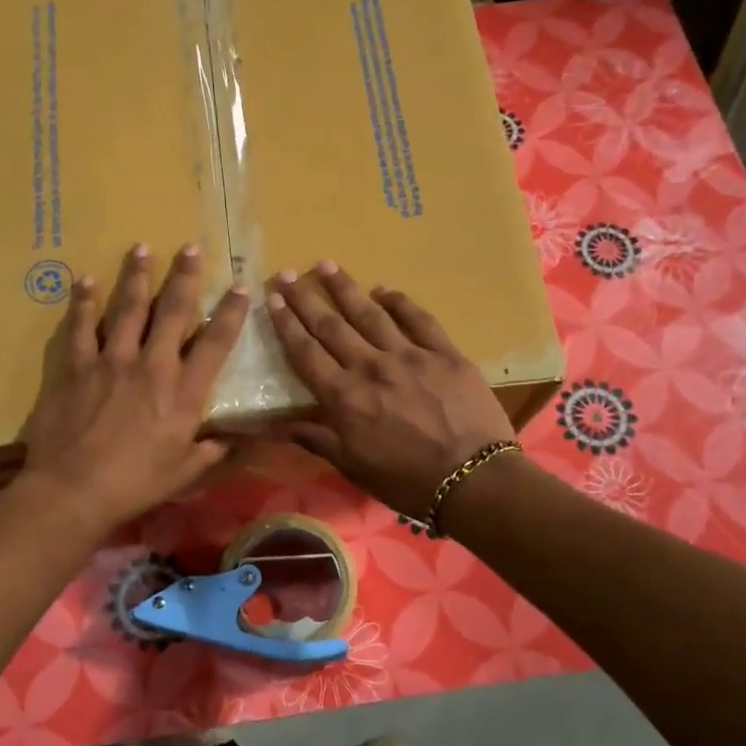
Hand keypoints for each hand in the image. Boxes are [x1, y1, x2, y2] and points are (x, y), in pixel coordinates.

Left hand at [18, 242, 248, 531]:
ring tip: (140, 247)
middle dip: (184, 276)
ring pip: (127, 308)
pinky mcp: (75, 366)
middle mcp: (151, 365)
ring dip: (136, 276)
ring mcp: (110, 360)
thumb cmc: (134, 484)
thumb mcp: (183, 474)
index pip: (215, 342)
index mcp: (183, 392)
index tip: (240, 286)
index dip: (230, 312)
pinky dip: (83, 302)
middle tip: (190, 247)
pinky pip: (80, 326)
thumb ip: (209, 452)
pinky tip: (86, 280)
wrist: (73, 489)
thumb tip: (229, 443)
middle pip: (172, 311)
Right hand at [266, 262, 513, 519]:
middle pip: (331, 325)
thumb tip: (276, 425)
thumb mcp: (352, 466)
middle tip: (287, 273)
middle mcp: (370, 366)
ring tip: (327, 265)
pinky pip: (418, 319)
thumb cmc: (406, 480)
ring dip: (345, 288)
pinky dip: (399, 302)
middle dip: (305, 297)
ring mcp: (409, 355)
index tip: (272, 300)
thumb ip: (316, 439)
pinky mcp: (444, 352)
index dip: (286, 324)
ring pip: (369, 314)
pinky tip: (384, 289)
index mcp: (344, 397)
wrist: (472, 478)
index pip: (306, 352)